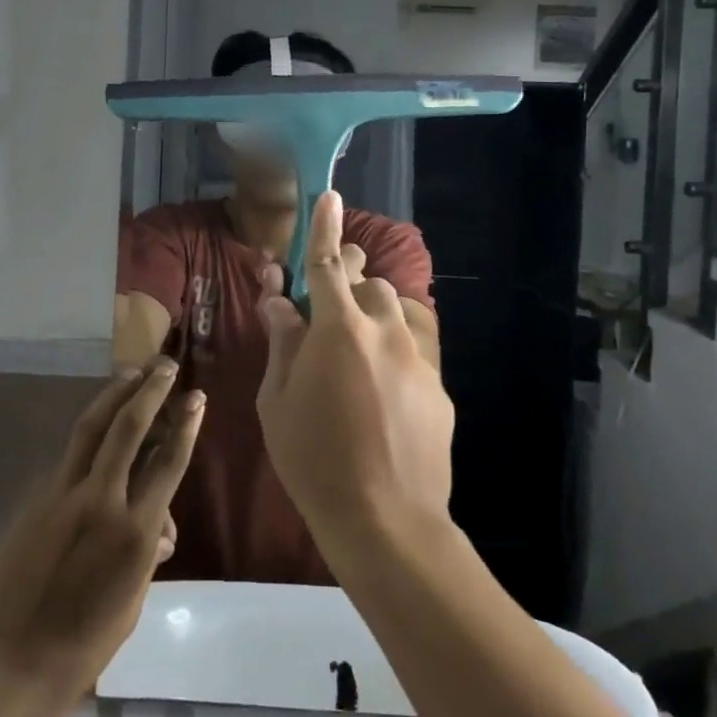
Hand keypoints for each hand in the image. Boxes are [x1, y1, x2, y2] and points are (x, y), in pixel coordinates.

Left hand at [0, 360, 203, 705]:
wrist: (7, 665)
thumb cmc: (82, 648)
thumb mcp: (131, 603)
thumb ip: (148, 554)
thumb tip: (160, 527)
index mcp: (134, 533)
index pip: (168, 463)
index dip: (185, 425)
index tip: (196, 396)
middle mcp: (101, 501)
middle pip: (129, 428)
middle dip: (150, 391)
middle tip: (164, 366)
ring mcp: (63, 495)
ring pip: (91, 428)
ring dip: (114, 394)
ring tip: (131, 371)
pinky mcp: (36, 499)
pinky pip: (69, 457)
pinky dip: (89, 435)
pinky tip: (98, 428)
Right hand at [257, 190, 454, 555]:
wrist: (386, 521)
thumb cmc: (314, 460)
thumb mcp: (277, 401)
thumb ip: (282, 342)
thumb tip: (279, 302)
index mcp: (338, 329)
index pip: (328, 262)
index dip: (325, 226)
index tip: (330, 195)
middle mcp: (384, 330)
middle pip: (369, 282)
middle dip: (348, 282)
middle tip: (327, 309)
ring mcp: (417, 358)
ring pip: (396, 312)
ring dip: (373, 316)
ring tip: (354, 352)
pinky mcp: (439, 387)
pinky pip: (413, 350)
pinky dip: (393, 353)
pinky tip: (381, 393)